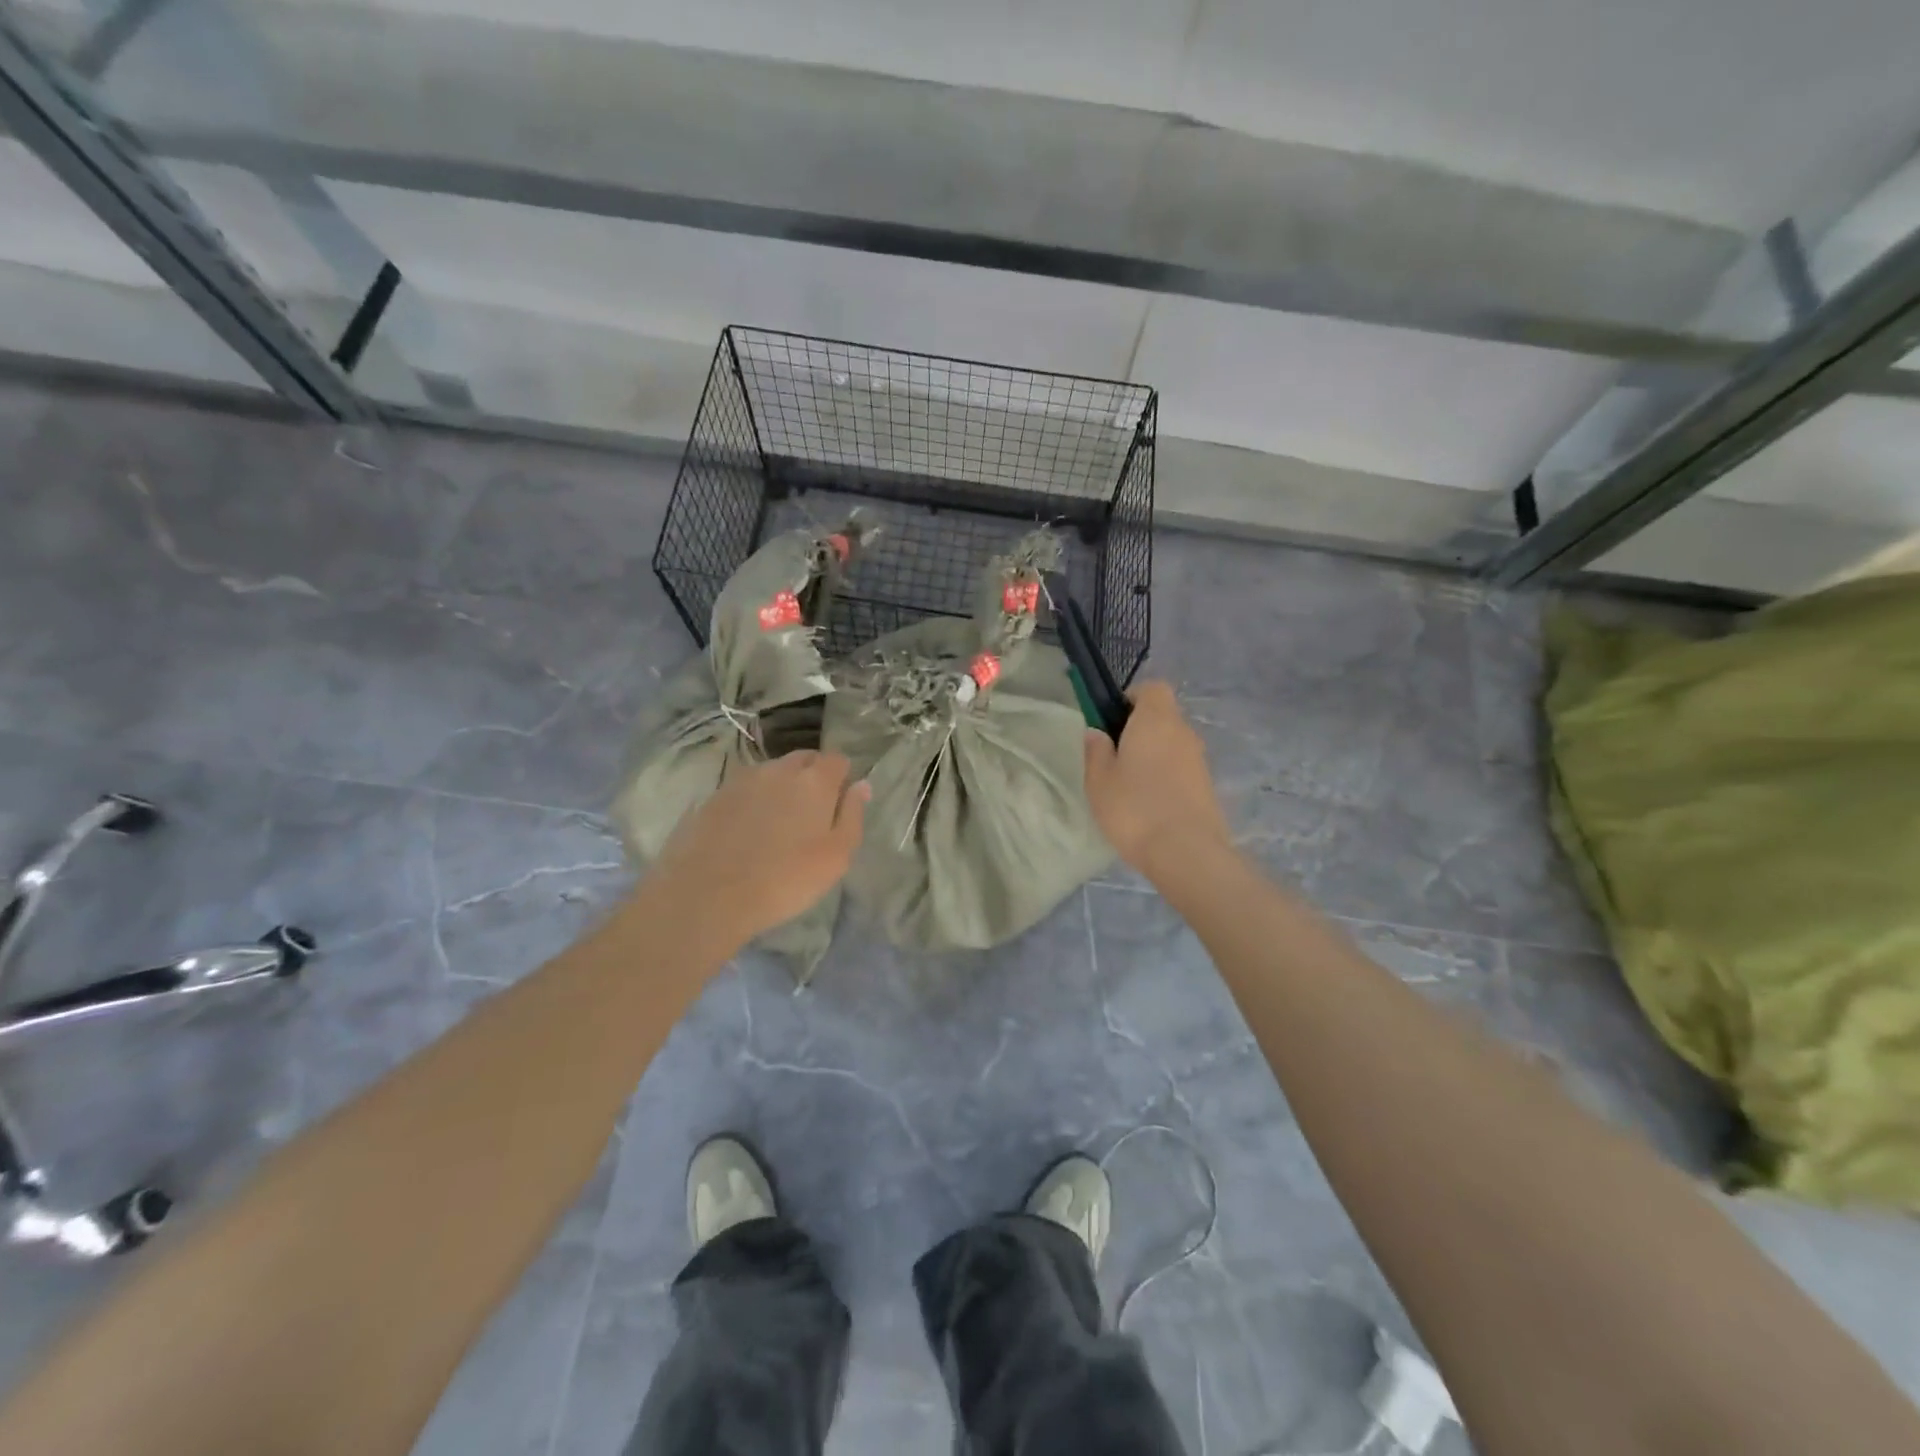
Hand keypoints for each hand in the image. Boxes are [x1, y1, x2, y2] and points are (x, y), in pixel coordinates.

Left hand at [653, 751, 868, 947]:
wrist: (707, 895)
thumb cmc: (785, 879)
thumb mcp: (836, 856)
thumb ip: (852, 815)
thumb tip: (861, 785)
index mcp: (814, 781)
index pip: (837, 759)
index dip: (842, 778)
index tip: (839, 803)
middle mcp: (779, 769)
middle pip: (804, 760)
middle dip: (812, 776)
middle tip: (811, 813)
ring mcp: (742, 780)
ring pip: (771, 773)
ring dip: (780, 788)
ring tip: (777, 823)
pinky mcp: (713, 796)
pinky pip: (744, 790)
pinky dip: (752, 802)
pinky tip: (747, 831)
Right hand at [1083, 681, 1232, 879]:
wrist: (1187, 853)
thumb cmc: (1134, 808)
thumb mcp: (1099, 780)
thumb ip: (1096, 750)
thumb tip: (1097, 732)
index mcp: (1156, 719)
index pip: (1152, 688)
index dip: (1131, 698)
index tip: (1112, 720)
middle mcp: (1183, 732)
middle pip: (1163, 717)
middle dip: (1140, 730)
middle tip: (1114, 757)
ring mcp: (1200, 760)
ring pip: (1172, 745)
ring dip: (1154, 756)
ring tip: (1130, 786)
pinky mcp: (1207, 787)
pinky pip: (1181, 770)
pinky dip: (1166, 778)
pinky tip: (1149, 805)